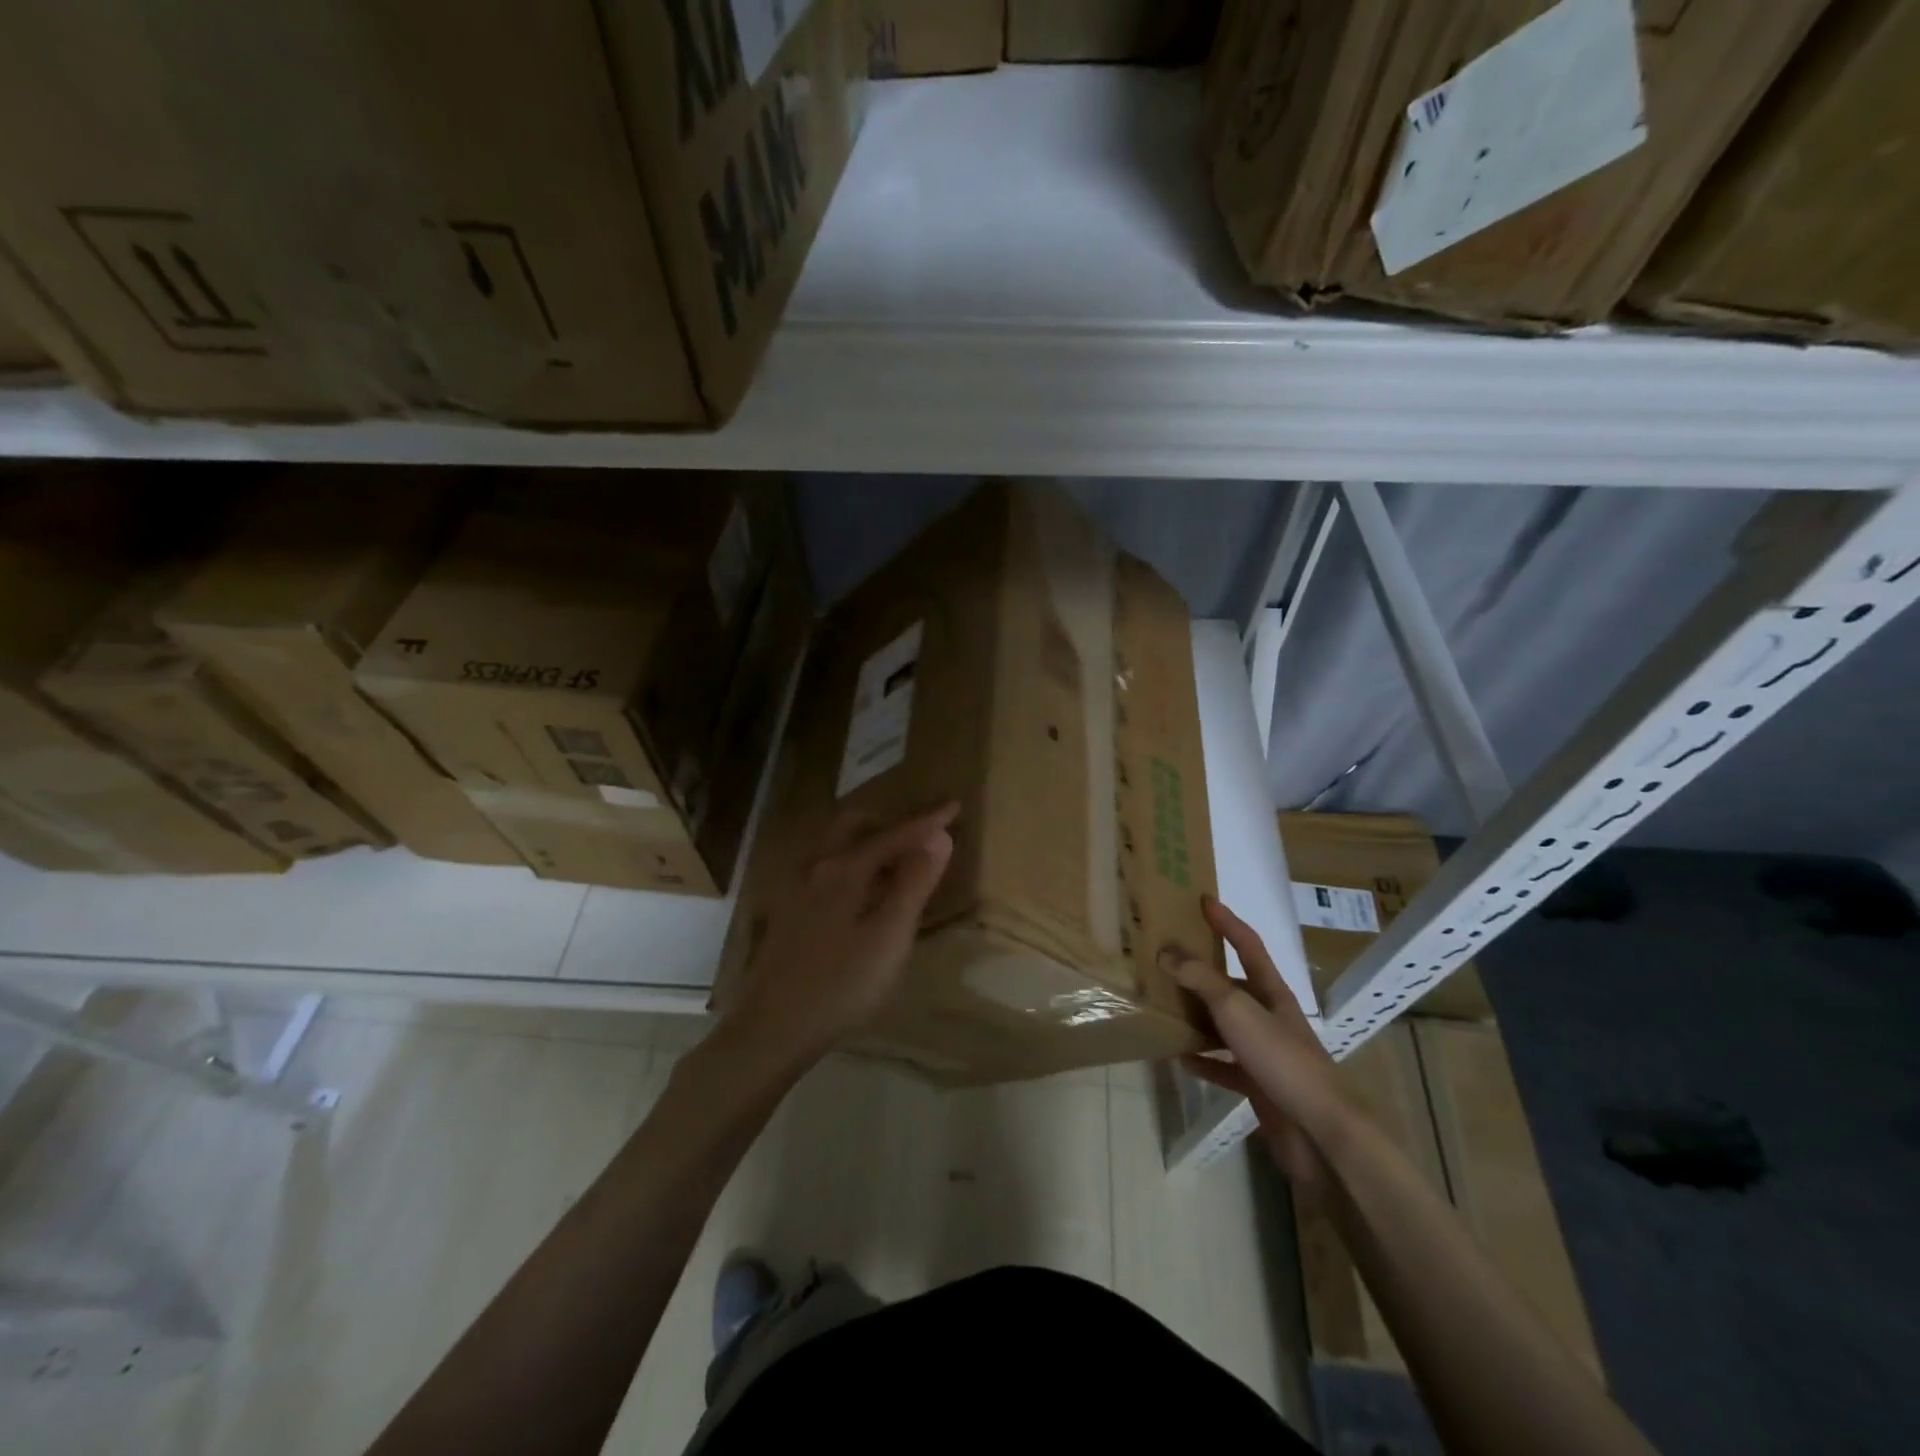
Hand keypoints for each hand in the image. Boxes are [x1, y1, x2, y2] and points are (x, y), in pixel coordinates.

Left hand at [722, 803, 957, 1074]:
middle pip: (854, 827)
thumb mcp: (888, 936)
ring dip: (867, 840)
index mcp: (844, 869)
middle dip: (889, 821)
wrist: (772, 1029)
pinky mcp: (790, 913)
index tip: (954, 806)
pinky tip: (862, 890)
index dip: (927, 822)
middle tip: (920, 830)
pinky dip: (852, 863)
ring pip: (836, 847)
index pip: (894, 835)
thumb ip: (914, 884)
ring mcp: (798, 890)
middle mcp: (817, 868)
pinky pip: (827, 868)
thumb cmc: (840, 984)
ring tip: (896, 855)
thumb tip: (939, 837)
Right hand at [1161, 896, 1346, 1191]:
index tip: (1203, 901)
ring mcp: (1266, 1053)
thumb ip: (1201, 980)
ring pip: (1226, 1025)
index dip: (1227, 922)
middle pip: (1234, 985)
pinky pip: (1225, 1066)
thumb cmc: (1282, 1060)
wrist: (1320, 1134)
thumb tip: (1166, 951)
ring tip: (1165, 1005)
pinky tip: (1179, 1058)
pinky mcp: (1260, 1086)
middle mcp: (1270, 1017)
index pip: (1249, 946)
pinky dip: (1203, 1061)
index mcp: (1272, 993)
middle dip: (1204, 970)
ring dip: (1198, 1016)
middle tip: (1169, 957)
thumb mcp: (1237, 1010)